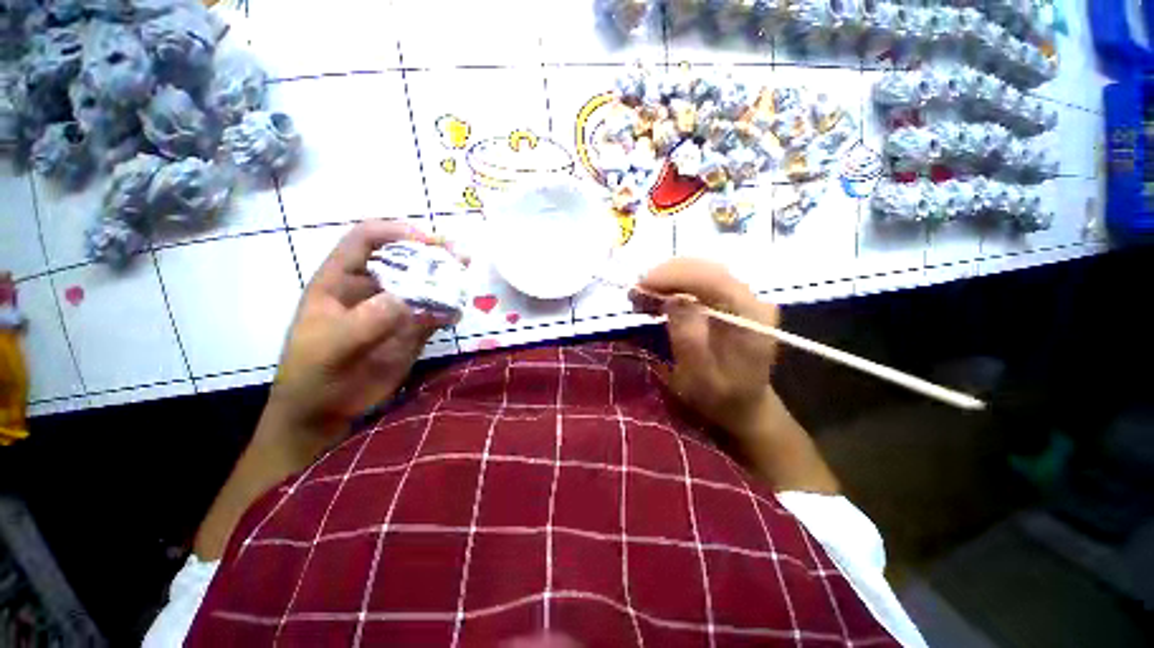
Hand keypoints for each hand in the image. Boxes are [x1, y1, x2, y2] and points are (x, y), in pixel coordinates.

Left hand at [264, 220, 450, 454]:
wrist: (325, 410)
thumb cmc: (314, 374)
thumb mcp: (331, 347)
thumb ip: (365, 322)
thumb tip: (404, 300)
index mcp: (341, 280)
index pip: (366, 240)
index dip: (396, 232)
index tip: (427, 241)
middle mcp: (372, 288)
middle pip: (404, 257)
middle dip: (432, 252)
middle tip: (460, 256)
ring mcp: (394, 309)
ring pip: (424, 284)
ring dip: (446, 279)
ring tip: (465, 278)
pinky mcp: (412, 329)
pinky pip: (434, 313)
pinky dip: (448, 310)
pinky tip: (456, 314)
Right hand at [632, 259, 779, 437]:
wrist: (743, 404)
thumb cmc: (720, 397)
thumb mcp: (700, 377)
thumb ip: (689, 339)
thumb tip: (673, 299)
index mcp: (751, 317)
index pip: (714, 279)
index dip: (675, 276)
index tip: (641, 285)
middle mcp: (751, 299)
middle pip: (706, 269)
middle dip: (666, 275)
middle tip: (636, 291)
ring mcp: (742, 296)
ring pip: (701, 270)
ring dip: (668, 278)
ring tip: (643, 294)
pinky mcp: (730, 299)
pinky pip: (700, 281)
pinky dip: (675, 284)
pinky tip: (659, 296)